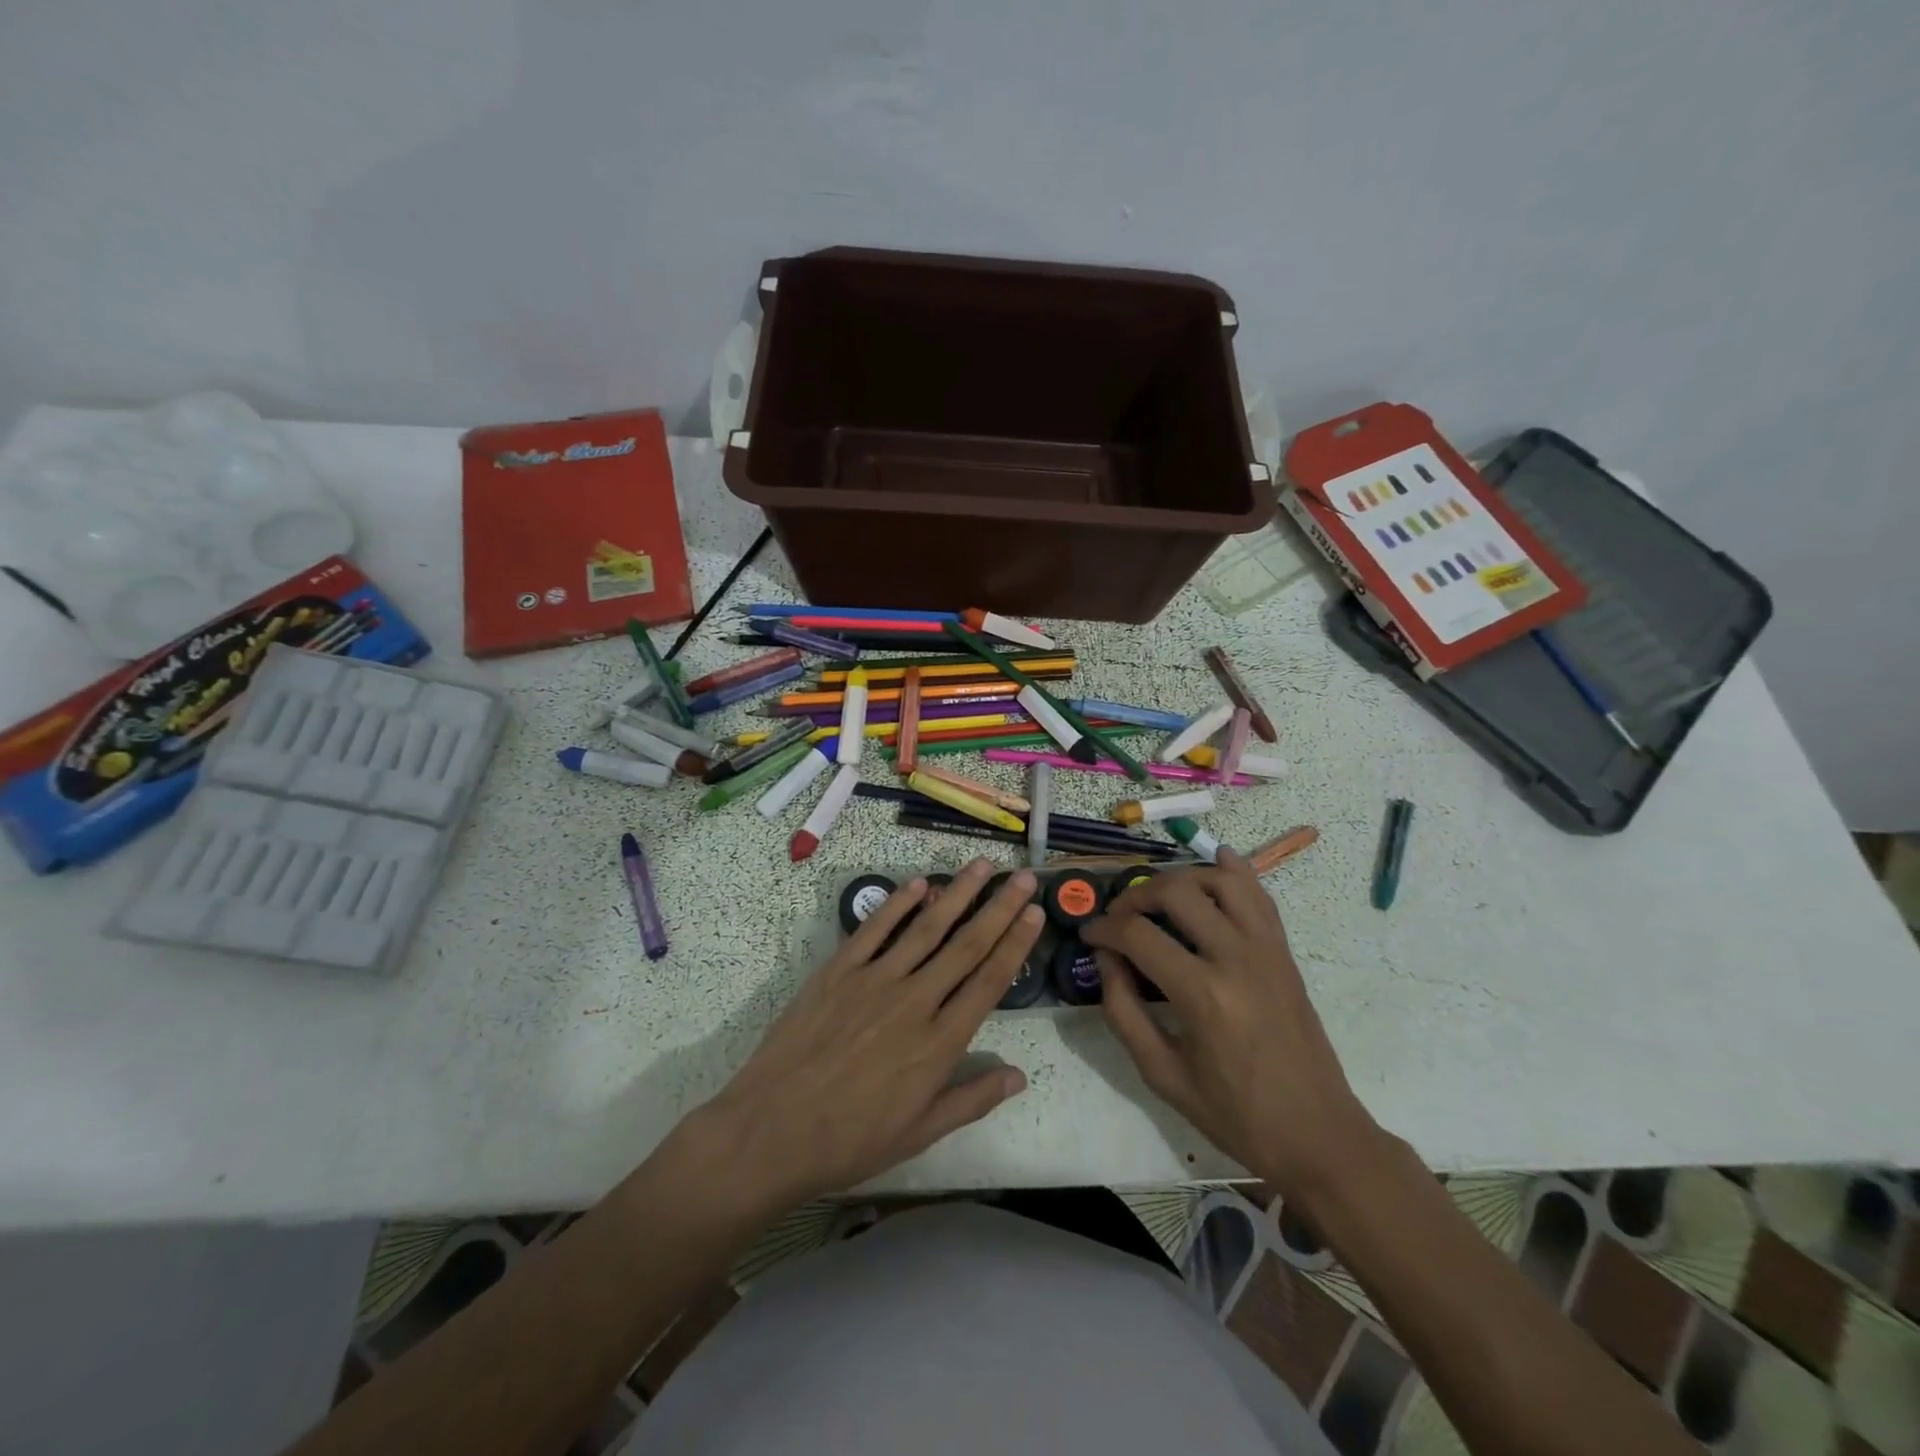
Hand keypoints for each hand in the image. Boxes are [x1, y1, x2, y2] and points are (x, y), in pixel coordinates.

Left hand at [704, 858, 1043, 1209]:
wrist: (772, 1131)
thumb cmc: (850, 1140)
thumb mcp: (919, 1133)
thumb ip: (971, 1099)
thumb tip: (1019, 1076)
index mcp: (939, 1042)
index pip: (989, 981)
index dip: (1016, 944)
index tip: (1035, 913)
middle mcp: (915, 1000)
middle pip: (966, 944)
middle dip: (998, 907)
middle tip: (1022, 876)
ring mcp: (874, 980)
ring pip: (926, 927)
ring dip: (956, 893)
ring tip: (980, 865)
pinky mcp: (838, 971)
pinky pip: (874, 929)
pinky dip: (897, 903)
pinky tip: (918, 883)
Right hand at [1081, 849, 1380, 1202]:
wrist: (1317, 1135)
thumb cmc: (1234, 1114)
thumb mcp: (1161, 1073)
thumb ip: (1123, 1010)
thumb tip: (1105, 957)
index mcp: (1202, 995)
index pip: (1137, 935)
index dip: (1103, 928)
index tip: (1088, 935)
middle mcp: (1236, 958)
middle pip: (1176, 892)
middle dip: (1136, 896)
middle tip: (1118, 916)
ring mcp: (1267, 949)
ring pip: (1221, 880)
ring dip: (1182, 877)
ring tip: (1160, 896)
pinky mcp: (1284, 952)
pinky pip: (1260, 895)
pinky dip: (1235, 871)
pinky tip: (1215, 862)